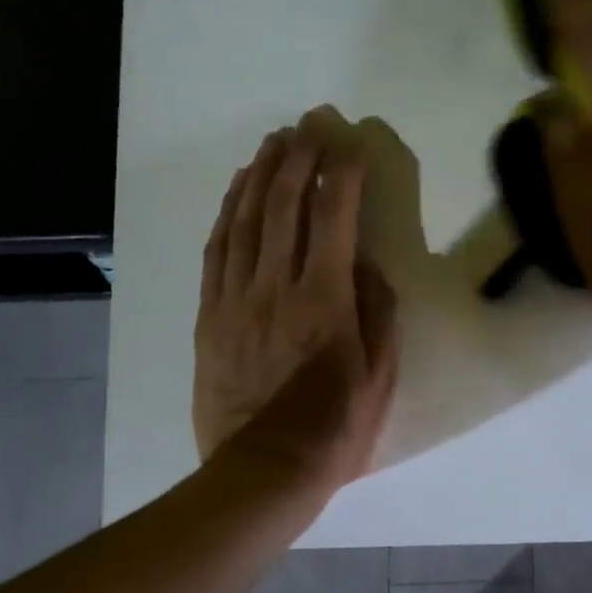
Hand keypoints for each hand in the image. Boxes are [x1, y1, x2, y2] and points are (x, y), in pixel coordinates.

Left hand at [194, 107, 398, 497]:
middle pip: (284, 206)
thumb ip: (378, 311)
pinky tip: (237, 192)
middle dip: (299, 158)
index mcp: (324, 299)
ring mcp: (236, 298)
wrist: (265, 468)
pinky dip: (228, 213)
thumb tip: (369, 265)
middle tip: (310, 124)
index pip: (334, 219)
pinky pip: (217, 251)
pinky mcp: (210, 315)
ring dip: (260, 174)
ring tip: (274, 142)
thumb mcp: (380, 374)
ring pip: (245, 220)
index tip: (352, 145)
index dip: (343, 175)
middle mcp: (276, 286)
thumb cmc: (335, 425)